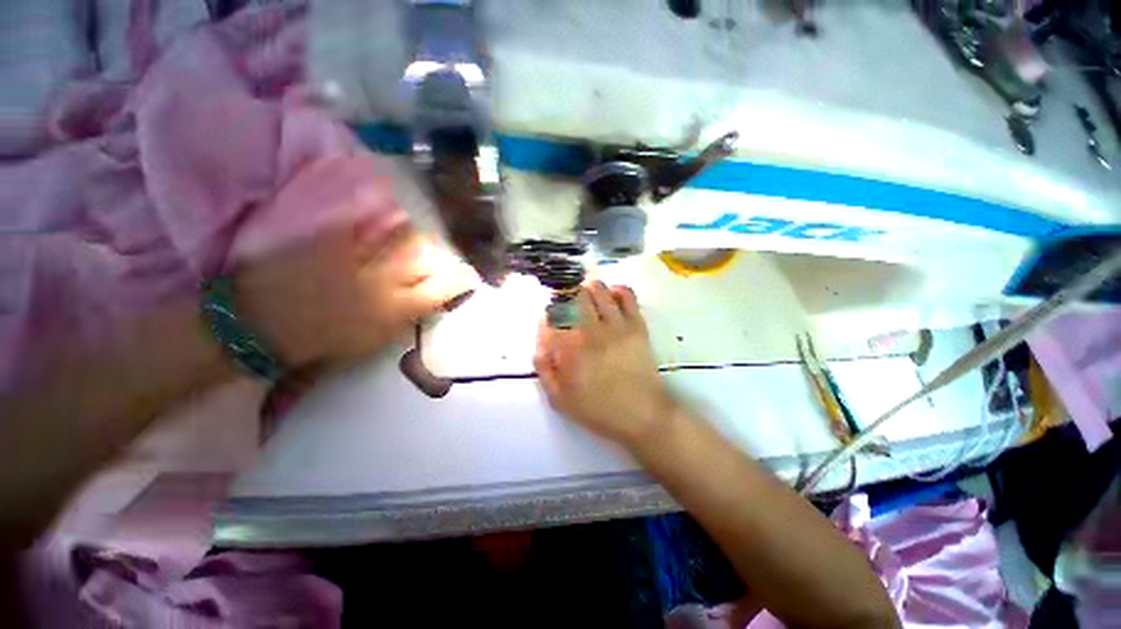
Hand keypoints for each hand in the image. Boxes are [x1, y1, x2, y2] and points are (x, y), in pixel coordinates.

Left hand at [231, 158, 479, 370]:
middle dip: (439, 254)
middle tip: (441, 256)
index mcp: (394, 310)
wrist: (258, 327)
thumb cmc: (320, 343)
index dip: (461, 280)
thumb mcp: (373, 342)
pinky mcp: (329, 238)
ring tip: (417, 233)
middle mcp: (383, 280)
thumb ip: (406, 320)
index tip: (470, 275)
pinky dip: (377, 211)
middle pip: (425, 257)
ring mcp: (356, 256)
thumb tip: (430, 301)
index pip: (442, 289)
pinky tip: (386, 205)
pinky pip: (363, 219)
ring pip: (400, 236)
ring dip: (414, 233)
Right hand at [534, 281, 676, 445]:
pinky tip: (611, 297)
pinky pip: (627, 295)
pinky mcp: (637, 324)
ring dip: (588, 289)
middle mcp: (591, 330)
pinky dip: (617, 290)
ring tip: (587, 297)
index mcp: (570, 349)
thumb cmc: (598, 409)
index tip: (549, 320)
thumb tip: (539, 342)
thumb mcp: (559, 399)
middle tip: (567, 305)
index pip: (552, 316)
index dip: (548, 314)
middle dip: (566, 295)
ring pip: (599, 290)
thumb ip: (544, 369)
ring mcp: (616, 325)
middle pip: (574, 295)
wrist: (641, 414)